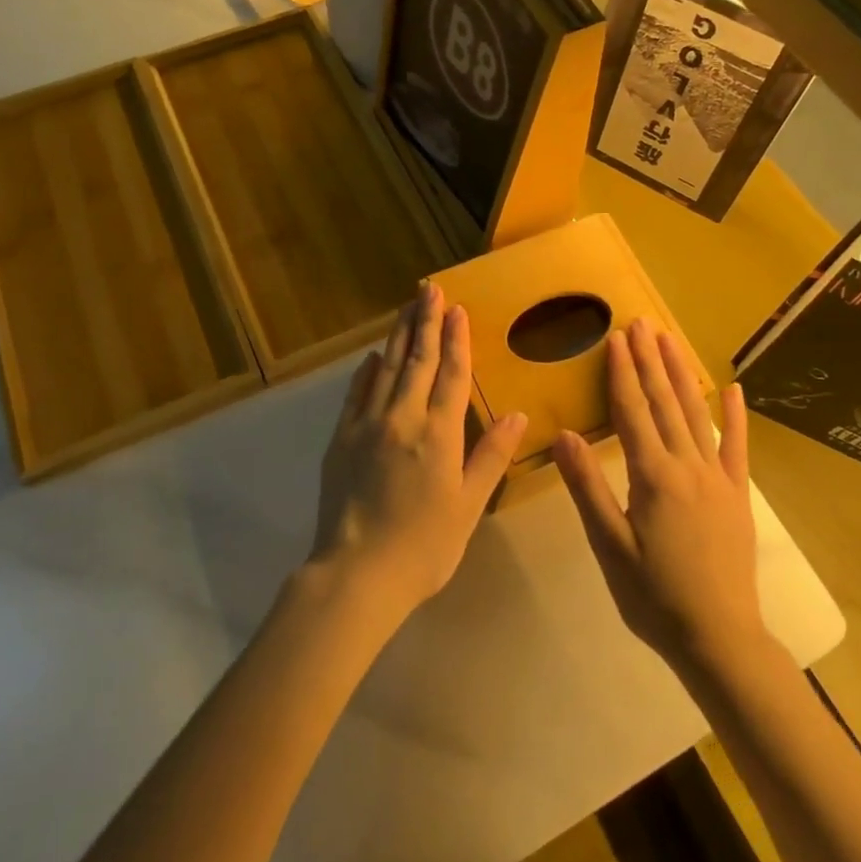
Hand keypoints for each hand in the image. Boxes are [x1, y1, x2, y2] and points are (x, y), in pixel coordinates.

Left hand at [309, 283, 527, 620]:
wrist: (357, 572)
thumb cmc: (424, 546)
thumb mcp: (469, 505)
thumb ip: (491, 456)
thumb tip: (519, 415)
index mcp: (438, 433)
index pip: (450, 373)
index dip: (455, 339)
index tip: (456, 308)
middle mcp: (402, 418)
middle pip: (416, 360)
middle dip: (425, 321)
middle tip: (429, 289)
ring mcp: (367, 424)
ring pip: (385, 368)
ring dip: (398, 335)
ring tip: (406, 307)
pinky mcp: (341, 438)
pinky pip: (356, 393)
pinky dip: (366, 371)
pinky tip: (372, 357)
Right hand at [553, 318, 767, 680]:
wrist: (720, 640)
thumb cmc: (654, 597)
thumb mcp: (610, 547)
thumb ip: (588, 488)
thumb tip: (563, 435)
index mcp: (654, 477)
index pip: (633, 412)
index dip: (622, 373)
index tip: (616, 338)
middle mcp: (688, 466)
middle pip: (665, 403)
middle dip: (650, 360)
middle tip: (641, 322)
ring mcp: (718, 479)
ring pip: (697, 414)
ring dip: (682, 374)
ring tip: (670, 340)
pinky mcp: (737, 495)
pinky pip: (737, 447)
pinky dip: (735, 416)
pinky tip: (732, 388)